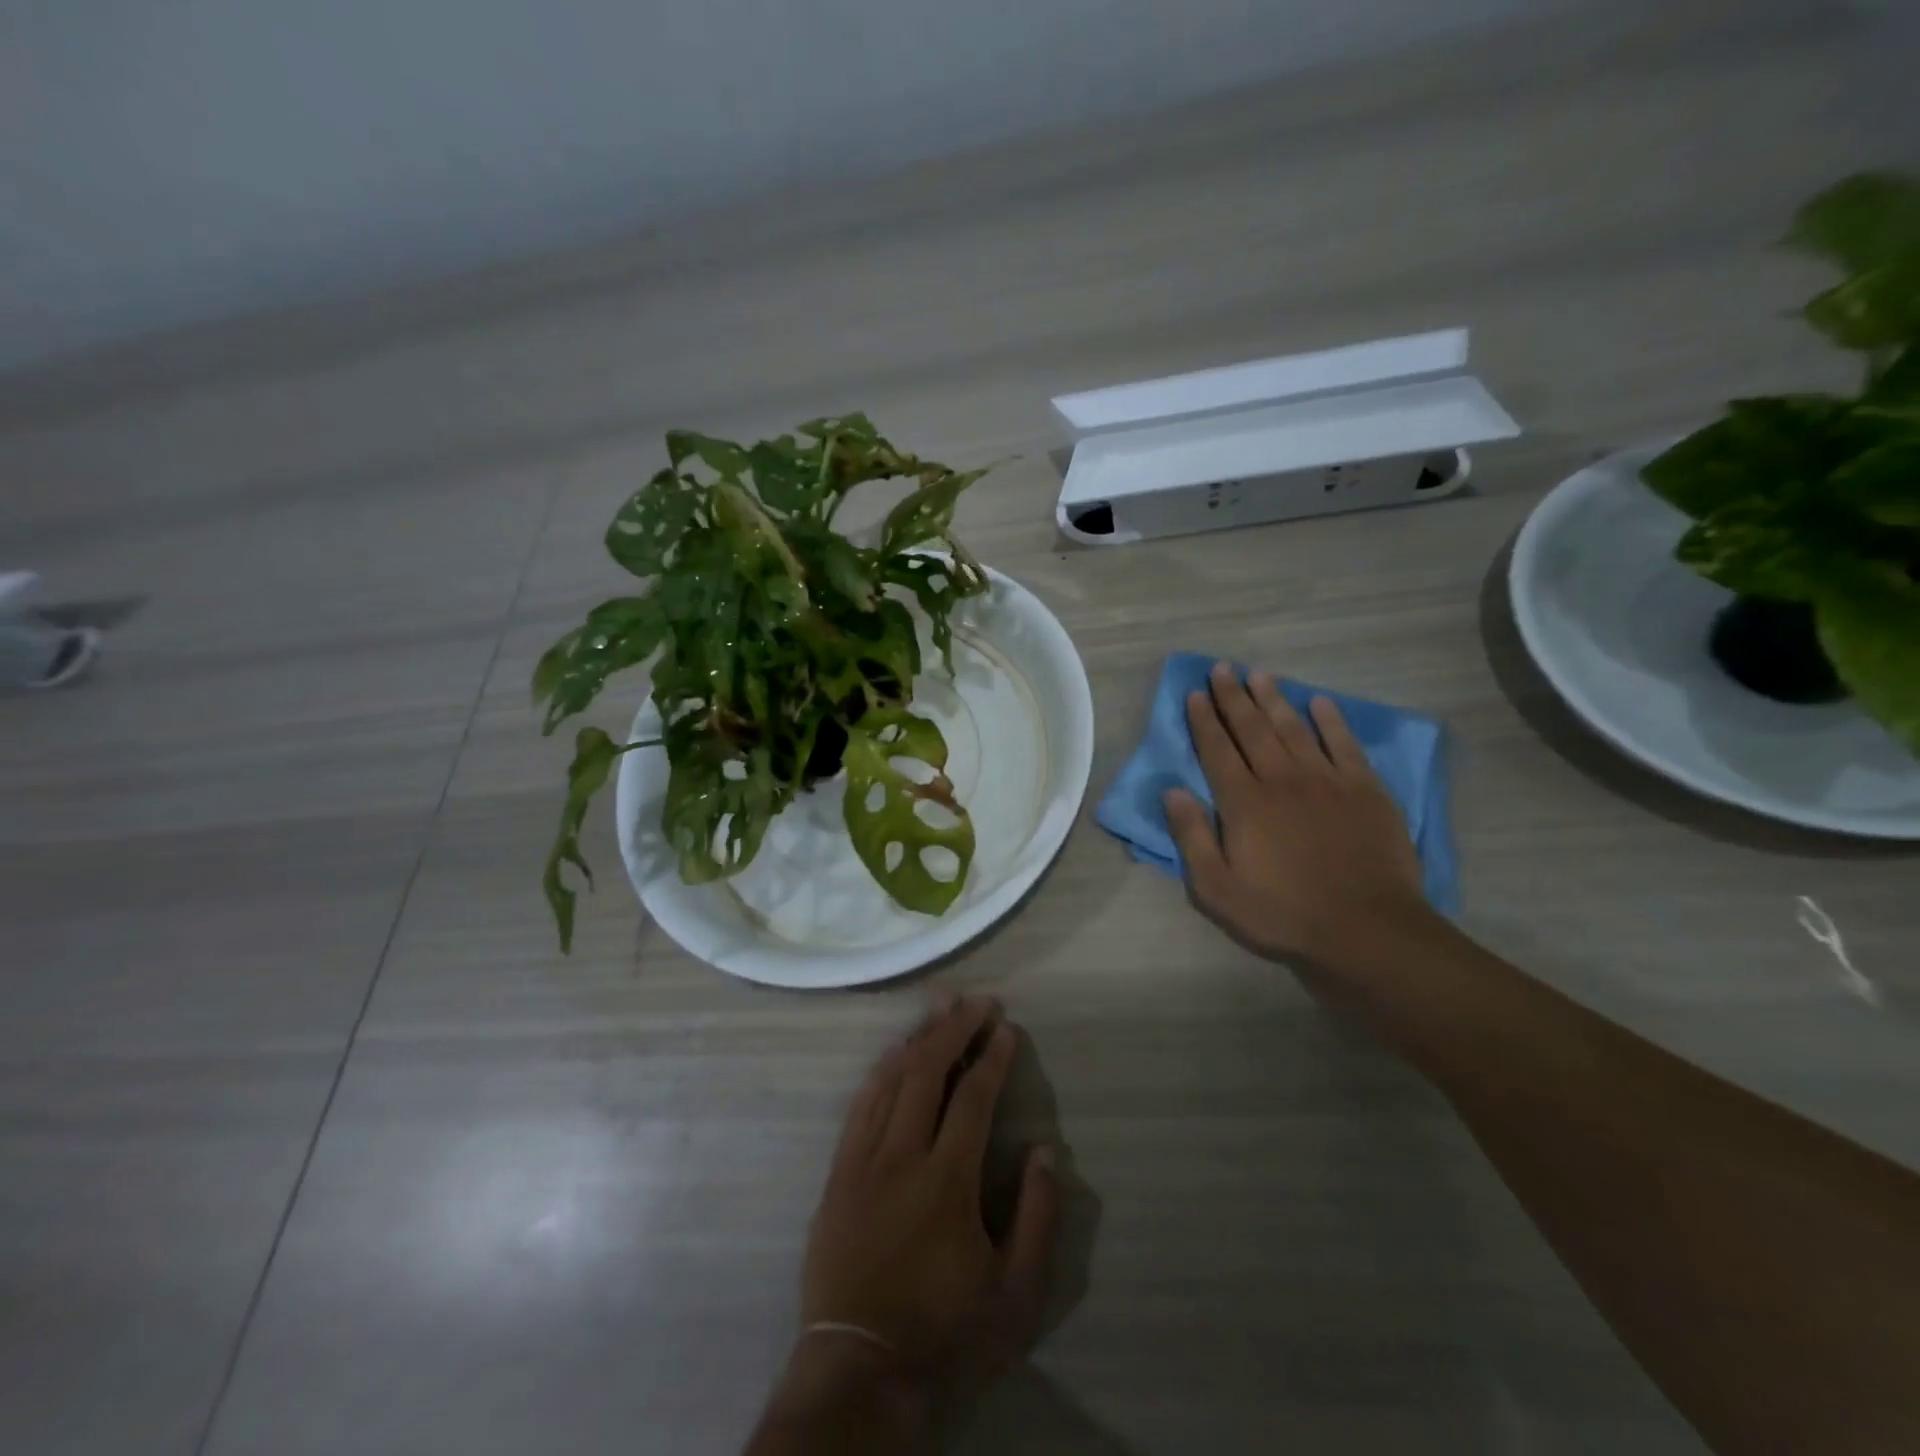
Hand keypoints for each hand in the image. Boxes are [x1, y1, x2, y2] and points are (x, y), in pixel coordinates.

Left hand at [799, 994, 1058, 1386]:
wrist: (859, 1370)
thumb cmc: (943, 1332)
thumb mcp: (1013, 1294)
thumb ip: (1036, 1217)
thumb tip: (1046, 1150)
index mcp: (946, 1181)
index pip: (972, 1098)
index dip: (991, 1057)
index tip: (1005, 1027)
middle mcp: (901, 1156)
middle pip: (927, 1072)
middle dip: (955, 1029)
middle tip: (976, 1000)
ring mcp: (863, 1161)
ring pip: (890, 1079)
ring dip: (917, 1037)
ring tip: (939, 1006)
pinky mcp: (838, 1173)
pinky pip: (859, 1105)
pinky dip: (881, 1071)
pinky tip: (894, 1052)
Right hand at [1165, 662, 1428, 963]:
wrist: (1366, 929)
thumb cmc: (1282, 913)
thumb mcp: (1216, 889)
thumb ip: (1191, 837)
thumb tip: (1172, 791)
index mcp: (1243, 802)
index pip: (1217, 750)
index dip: (1204, 720)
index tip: (1195, 693)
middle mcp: (1281, 779)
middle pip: (1252, 729)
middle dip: (1233, 697)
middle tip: (1222, 668)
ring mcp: (1326, 781)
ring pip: (1294, 728)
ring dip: (1274, 699)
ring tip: (1259, 674)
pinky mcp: (1365, 789)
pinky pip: (1344, 744)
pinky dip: (1331, 721)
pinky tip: (1320, 703)